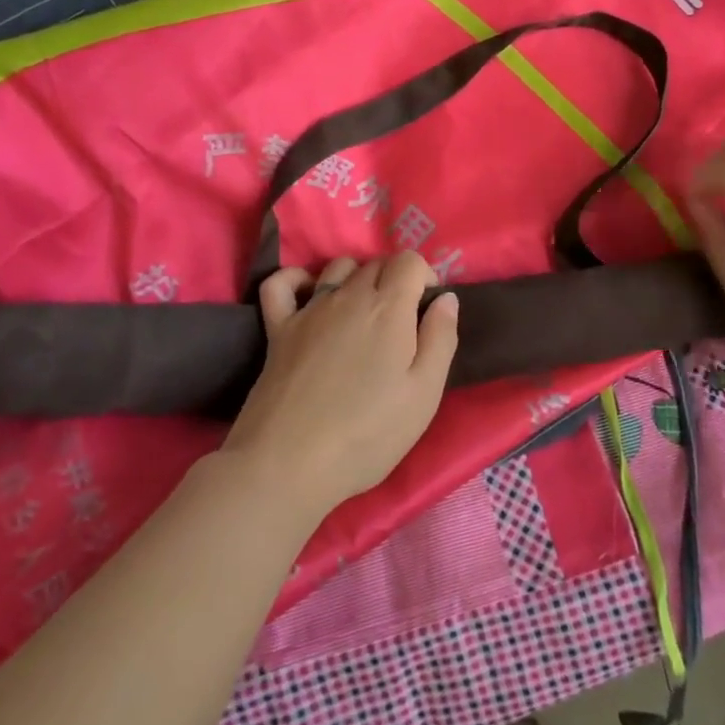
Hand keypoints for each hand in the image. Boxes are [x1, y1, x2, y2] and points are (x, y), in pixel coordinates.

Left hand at [223, 252, 458, 526]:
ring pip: (337, 267)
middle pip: (376, 263)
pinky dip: (296, 279)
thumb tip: (447, 298)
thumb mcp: (424, 394)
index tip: (426, 310)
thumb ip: (441, 338)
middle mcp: (349, 296)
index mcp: (389, 307)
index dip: (424, 277)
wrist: (289, 464)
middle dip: (394, 280)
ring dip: (355, 278)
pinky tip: (307, 297)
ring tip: (361, 315)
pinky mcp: (278, 328)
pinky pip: (281, 283)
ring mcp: (309, 309)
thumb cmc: (368, 433)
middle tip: (399, 324)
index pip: (410, 260)